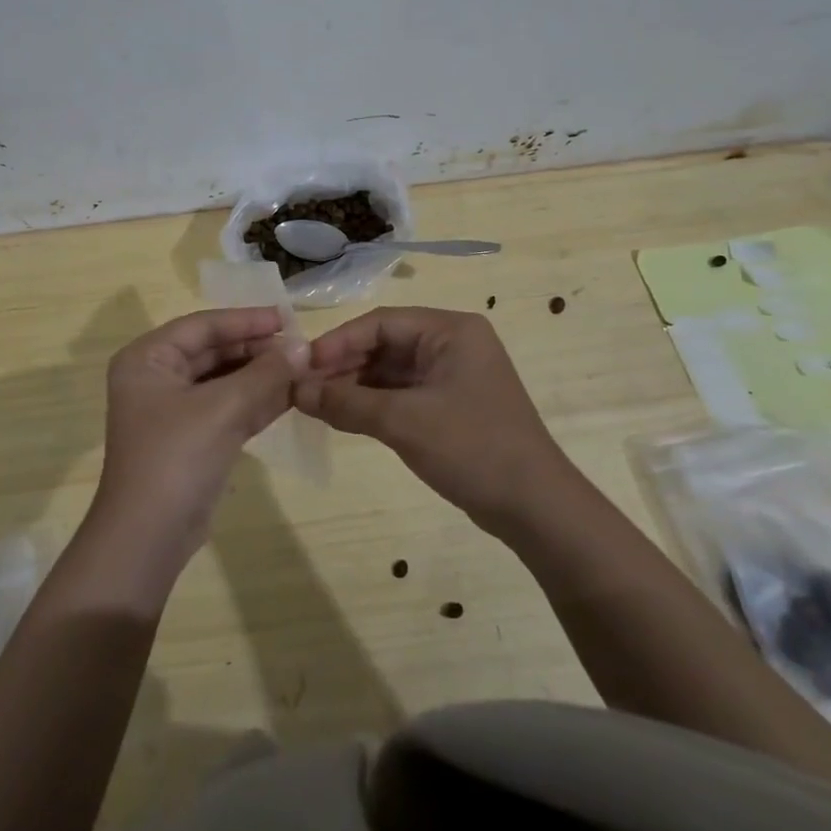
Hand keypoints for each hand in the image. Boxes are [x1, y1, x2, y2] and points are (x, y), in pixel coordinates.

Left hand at [90, 307, 299, 572]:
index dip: (245, 320)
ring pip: (224, 380)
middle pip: (213, 351)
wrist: (149, 537)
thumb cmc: (176, 457)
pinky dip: (257, 401)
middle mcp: (157, 378)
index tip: (287, 318)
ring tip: (303, 367)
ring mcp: (174, 410)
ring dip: (261, 375)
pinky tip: (291, 394)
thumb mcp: (222, 409)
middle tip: (301, 346)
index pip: (202, 326)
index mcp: (148, 359)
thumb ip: (265, 374)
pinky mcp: (193, 439)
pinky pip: (228, 408)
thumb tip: (304, 346)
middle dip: (256, 349)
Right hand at [294, 306, 565, 536]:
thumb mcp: (403, 422)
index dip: (339, 341)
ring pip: (390, 371)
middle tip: (303, 386)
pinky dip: (372, 403)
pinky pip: (401, 393)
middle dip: (344, 365)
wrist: (535, 508)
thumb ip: (346, 403)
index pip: (382, 323)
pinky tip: (342, 416)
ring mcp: (452, 375)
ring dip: (354, 386)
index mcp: (451, 330)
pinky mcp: (449, 404)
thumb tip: (295, 392)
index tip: (303, 364)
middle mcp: (452, 344)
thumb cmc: (472, 448)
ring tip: (314, 403)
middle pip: (385, 344)